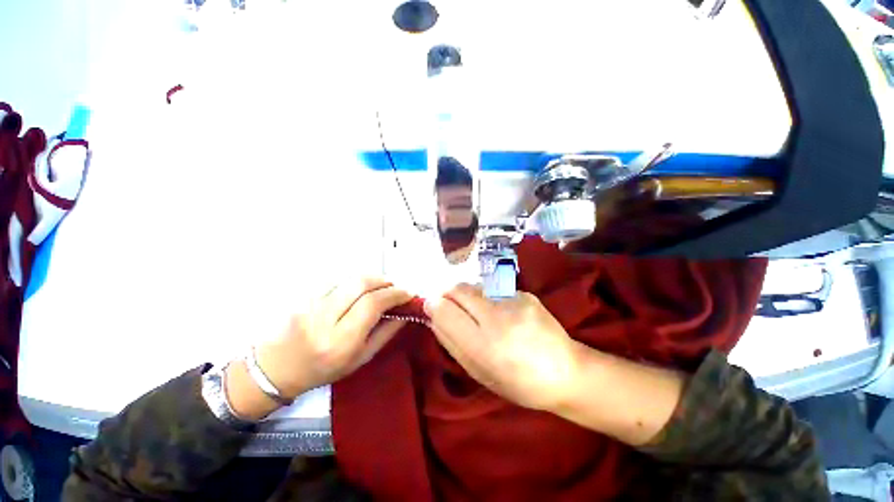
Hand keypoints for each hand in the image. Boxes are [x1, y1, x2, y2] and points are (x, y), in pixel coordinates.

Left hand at [254, 277, 411, 398]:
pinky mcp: (304, 295)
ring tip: (380, 287)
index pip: (372, 304)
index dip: (394, 294)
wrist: (277, 368)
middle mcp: (324, 318)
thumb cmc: (323, 370)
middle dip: (384, 281)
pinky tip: (359, 289)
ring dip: (371, 279)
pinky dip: (354, 281)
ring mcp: (311, 303)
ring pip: (349, 278)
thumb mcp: (360, 359)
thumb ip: (385, 334)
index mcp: (340, 340)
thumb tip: (405, 313)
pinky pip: (336, 279)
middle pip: (361, 284)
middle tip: (395, 287)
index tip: (407, 294)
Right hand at [424, 284, 581, 411]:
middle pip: (458, 289)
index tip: (431, 305)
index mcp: (484, 346)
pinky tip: (500, 313)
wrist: (566, 372)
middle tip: (448, 303)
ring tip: (477, 312)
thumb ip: (452, 343)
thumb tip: (434, 315)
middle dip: (447, 292)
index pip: (445, 311)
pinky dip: (487, 298)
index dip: (434, 305)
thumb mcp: (479, 373)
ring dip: (467, 295)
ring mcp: (514, 302)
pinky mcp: (526, 294)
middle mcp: (498, 318)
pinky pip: (493, 290)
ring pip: (474, 286)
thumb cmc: (518, 383)